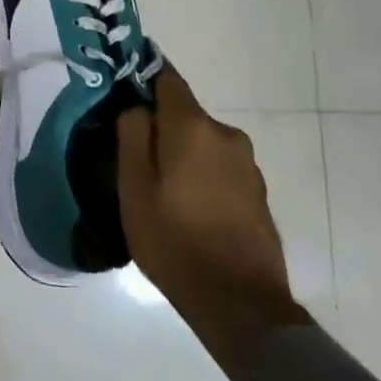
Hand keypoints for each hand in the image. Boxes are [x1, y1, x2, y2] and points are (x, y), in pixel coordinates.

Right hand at [117, 62, 310, 380]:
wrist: (240, 305)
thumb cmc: (174, 240)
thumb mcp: (133, 187)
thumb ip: (132, 135)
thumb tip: (137, 108)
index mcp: (193, 127)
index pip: (167, 78)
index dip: (143, 75)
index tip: (122, 85)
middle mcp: (226, 135)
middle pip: (184, 113)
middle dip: (159, 125)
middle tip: (133, 155)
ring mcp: (247, 165)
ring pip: (201, 142)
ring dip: (181, 153)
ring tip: (159, 188)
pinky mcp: (258, 193)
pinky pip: (219, 167)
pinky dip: (200, 175)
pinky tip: (187, 207)